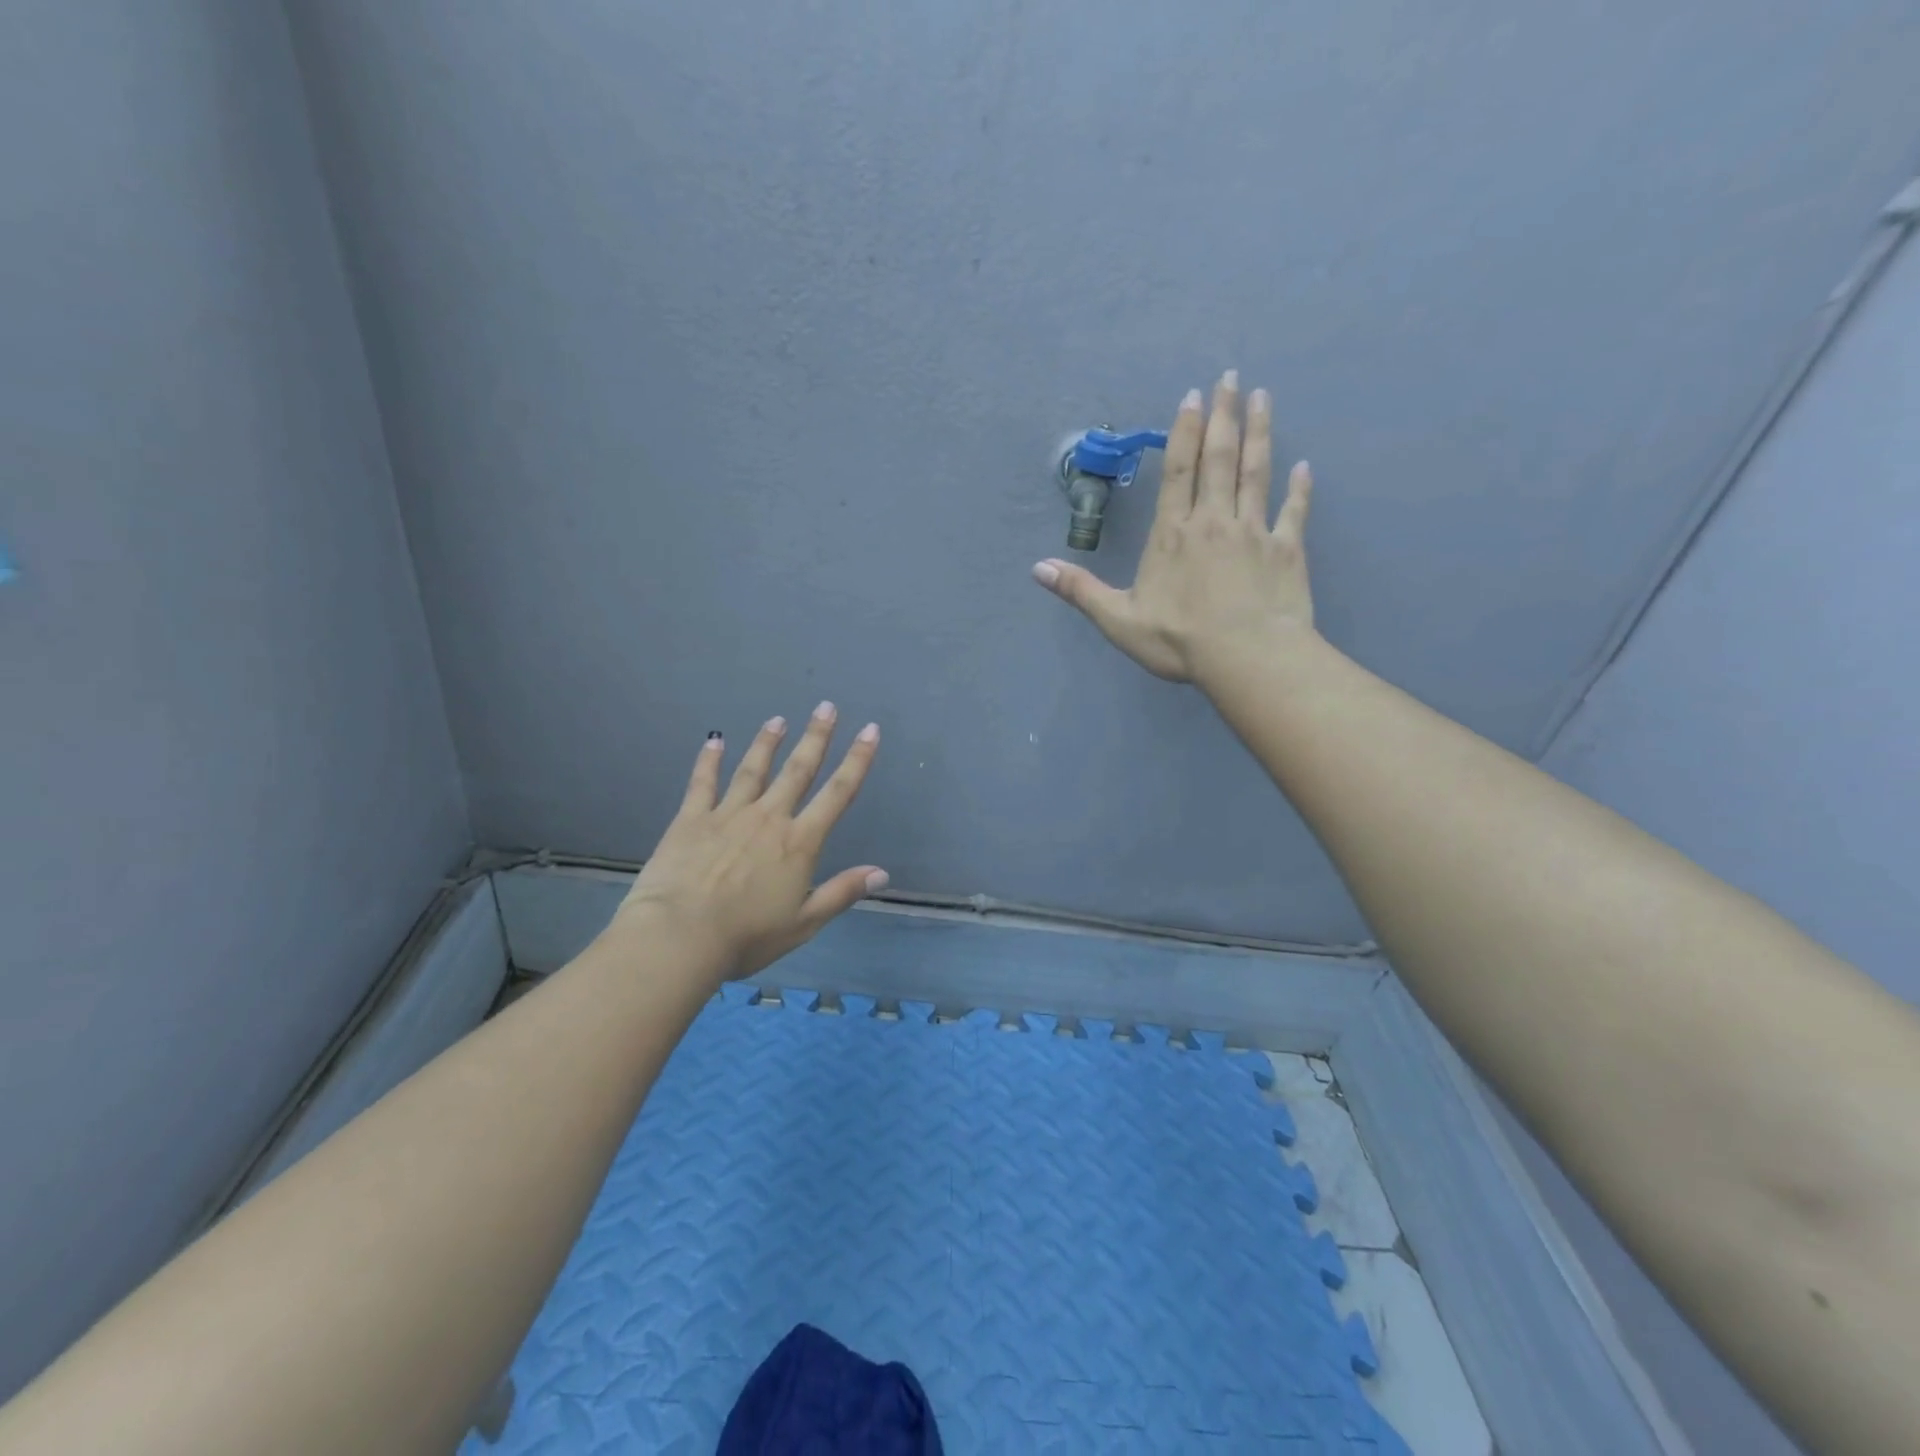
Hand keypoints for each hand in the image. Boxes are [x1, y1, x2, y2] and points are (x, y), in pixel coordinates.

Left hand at [610, 702, 885, 980]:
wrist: (680, 936)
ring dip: (768, 743)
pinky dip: (709, 760)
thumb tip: (882, 872)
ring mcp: (728, 814)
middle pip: (798, 770)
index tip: (870, 730)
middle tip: (826, 706)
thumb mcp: (804, 922)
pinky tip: (714, 740)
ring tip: (778, 719)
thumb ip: (842, 892)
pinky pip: (703, 783)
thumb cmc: (747, 936)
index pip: (838, 794)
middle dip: (816, 737)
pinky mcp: (692, 819)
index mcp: (799, 842)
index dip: (858, 760)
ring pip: (753, 769)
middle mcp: (768, 818)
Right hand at [1031, 371, 1315, 686]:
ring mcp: (1254, 532)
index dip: (1184, 431)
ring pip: (1256, 473)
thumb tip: (1037, 569)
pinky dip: (1300, 488)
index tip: (1193, 396)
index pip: (1179, 471)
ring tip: (1263, 398)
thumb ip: (1080, 590)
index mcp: (1173, 534)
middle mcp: (1214, 521)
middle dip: (1224, 415)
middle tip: (1232, 378)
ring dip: (1260, 433)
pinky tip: (1305, 467)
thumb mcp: (1118, 619)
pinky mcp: (1287, 550)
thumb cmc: (1178, 640)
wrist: (1247, 658)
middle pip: (1220, 458)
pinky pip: (1294, 511)